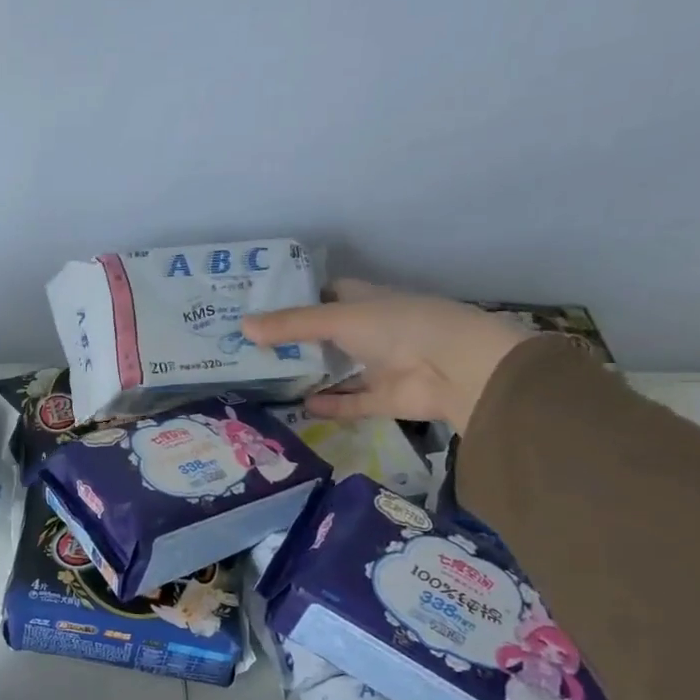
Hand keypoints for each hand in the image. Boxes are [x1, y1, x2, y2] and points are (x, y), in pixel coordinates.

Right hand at [243, 281, 533, 432]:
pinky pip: (350, 402)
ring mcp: (379, 365)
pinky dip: (328, 405)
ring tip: (264, 377)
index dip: (296, 297)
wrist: (457, 369)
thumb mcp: (337, 319)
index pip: (326, 293)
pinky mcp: (384, 398)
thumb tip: (241, 327)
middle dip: (293, 339)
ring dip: (308, 374)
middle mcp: (372, 330)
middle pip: (326, 334)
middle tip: (249, 345)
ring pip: (337, 369)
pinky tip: (298, 406)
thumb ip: (290, 325)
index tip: (258, 305)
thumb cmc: (400, 327)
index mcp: (366, 300)